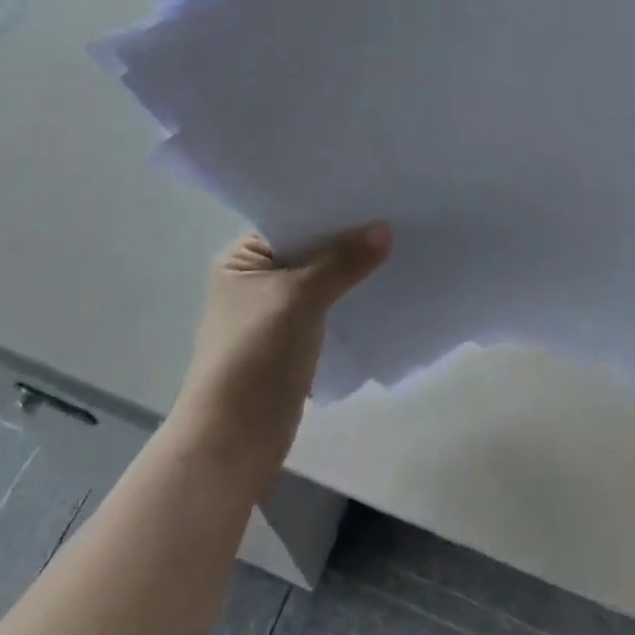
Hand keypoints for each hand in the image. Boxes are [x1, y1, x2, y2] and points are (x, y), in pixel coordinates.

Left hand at [172, 224, 390, 490]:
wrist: (233, 442)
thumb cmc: (255, 356)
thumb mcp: (299, 298)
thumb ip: (343, 261)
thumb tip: (385, 228)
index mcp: (243, 259)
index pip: (293, 219)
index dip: (332, 208)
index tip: (376, 193)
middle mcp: (257, 279)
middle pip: (311, 249)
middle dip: (349, 239)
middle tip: (398, 216)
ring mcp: (275, 313)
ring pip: (323, 280)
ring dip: (353, 272)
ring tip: (401, 246)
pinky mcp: (293, 342)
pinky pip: (329, 309)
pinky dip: (352, 301)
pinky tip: (386, 289)